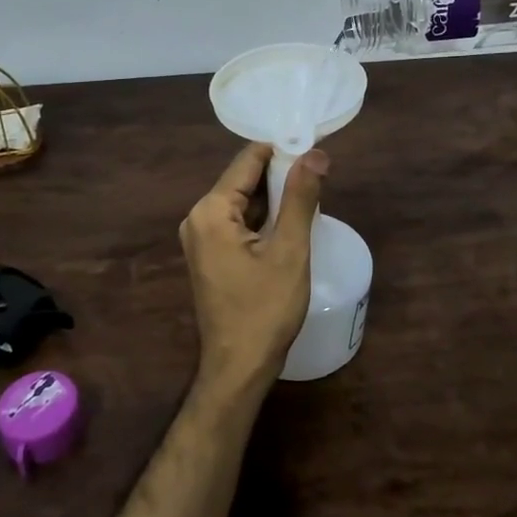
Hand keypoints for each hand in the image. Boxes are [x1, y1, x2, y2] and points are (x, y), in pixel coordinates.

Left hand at [179, 143, 327, 392]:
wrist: (238, 368)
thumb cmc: (264, 310)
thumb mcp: (289, 250)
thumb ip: (300, 198)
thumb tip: (316, 154)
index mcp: (210, 210)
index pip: (247, 161)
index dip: (281, 151)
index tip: (313, 148)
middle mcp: (197, 217)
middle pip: (243, 181)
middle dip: (279, 176)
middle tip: (319, 175)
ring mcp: (200, 238)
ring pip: (242, 203)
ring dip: (273, 198)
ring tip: (311, 195)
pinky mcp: (209, 256)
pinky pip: (237, 224)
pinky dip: (262, 219)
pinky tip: (290, 223)